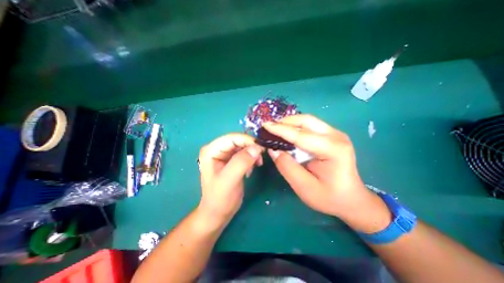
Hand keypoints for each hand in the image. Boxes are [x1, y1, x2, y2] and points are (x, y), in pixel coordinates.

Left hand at [197, 133, 263, 225]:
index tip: (261, 148)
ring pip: (243, 146)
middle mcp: (217, 149)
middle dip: (251, 147)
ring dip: (252, 153)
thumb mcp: (230, 180)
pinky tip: (251, 168)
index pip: (232, 138)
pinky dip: (251, 158)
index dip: (247, 140)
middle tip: (261, 157)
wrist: (218, 213)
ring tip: (257, 164)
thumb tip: (257, 148)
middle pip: (238, 140)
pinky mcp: (231, 160)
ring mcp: (224, 154)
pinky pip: (244, 153)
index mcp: (211, 151)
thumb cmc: (220, 199)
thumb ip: (241, 162)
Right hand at [262, 114, 390, 232]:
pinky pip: (310, 125)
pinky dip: (295, 127)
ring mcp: (335, 134)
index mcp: (333, 150)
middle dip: (285, 122)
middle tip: (269, 127)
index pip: (301, 135)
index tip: (265, 125)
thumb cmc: (329, 197)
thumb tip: (273, 150)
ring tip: (275, 129)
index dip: (281, 130)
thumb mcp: (305, 188)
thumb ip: (287, 167)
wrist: (351, 199)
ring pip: (307, 120)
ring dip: (289, 123)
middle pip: (306, 121)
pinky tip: (287, 133)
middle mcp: (336, 136)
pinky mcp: (331, 135)